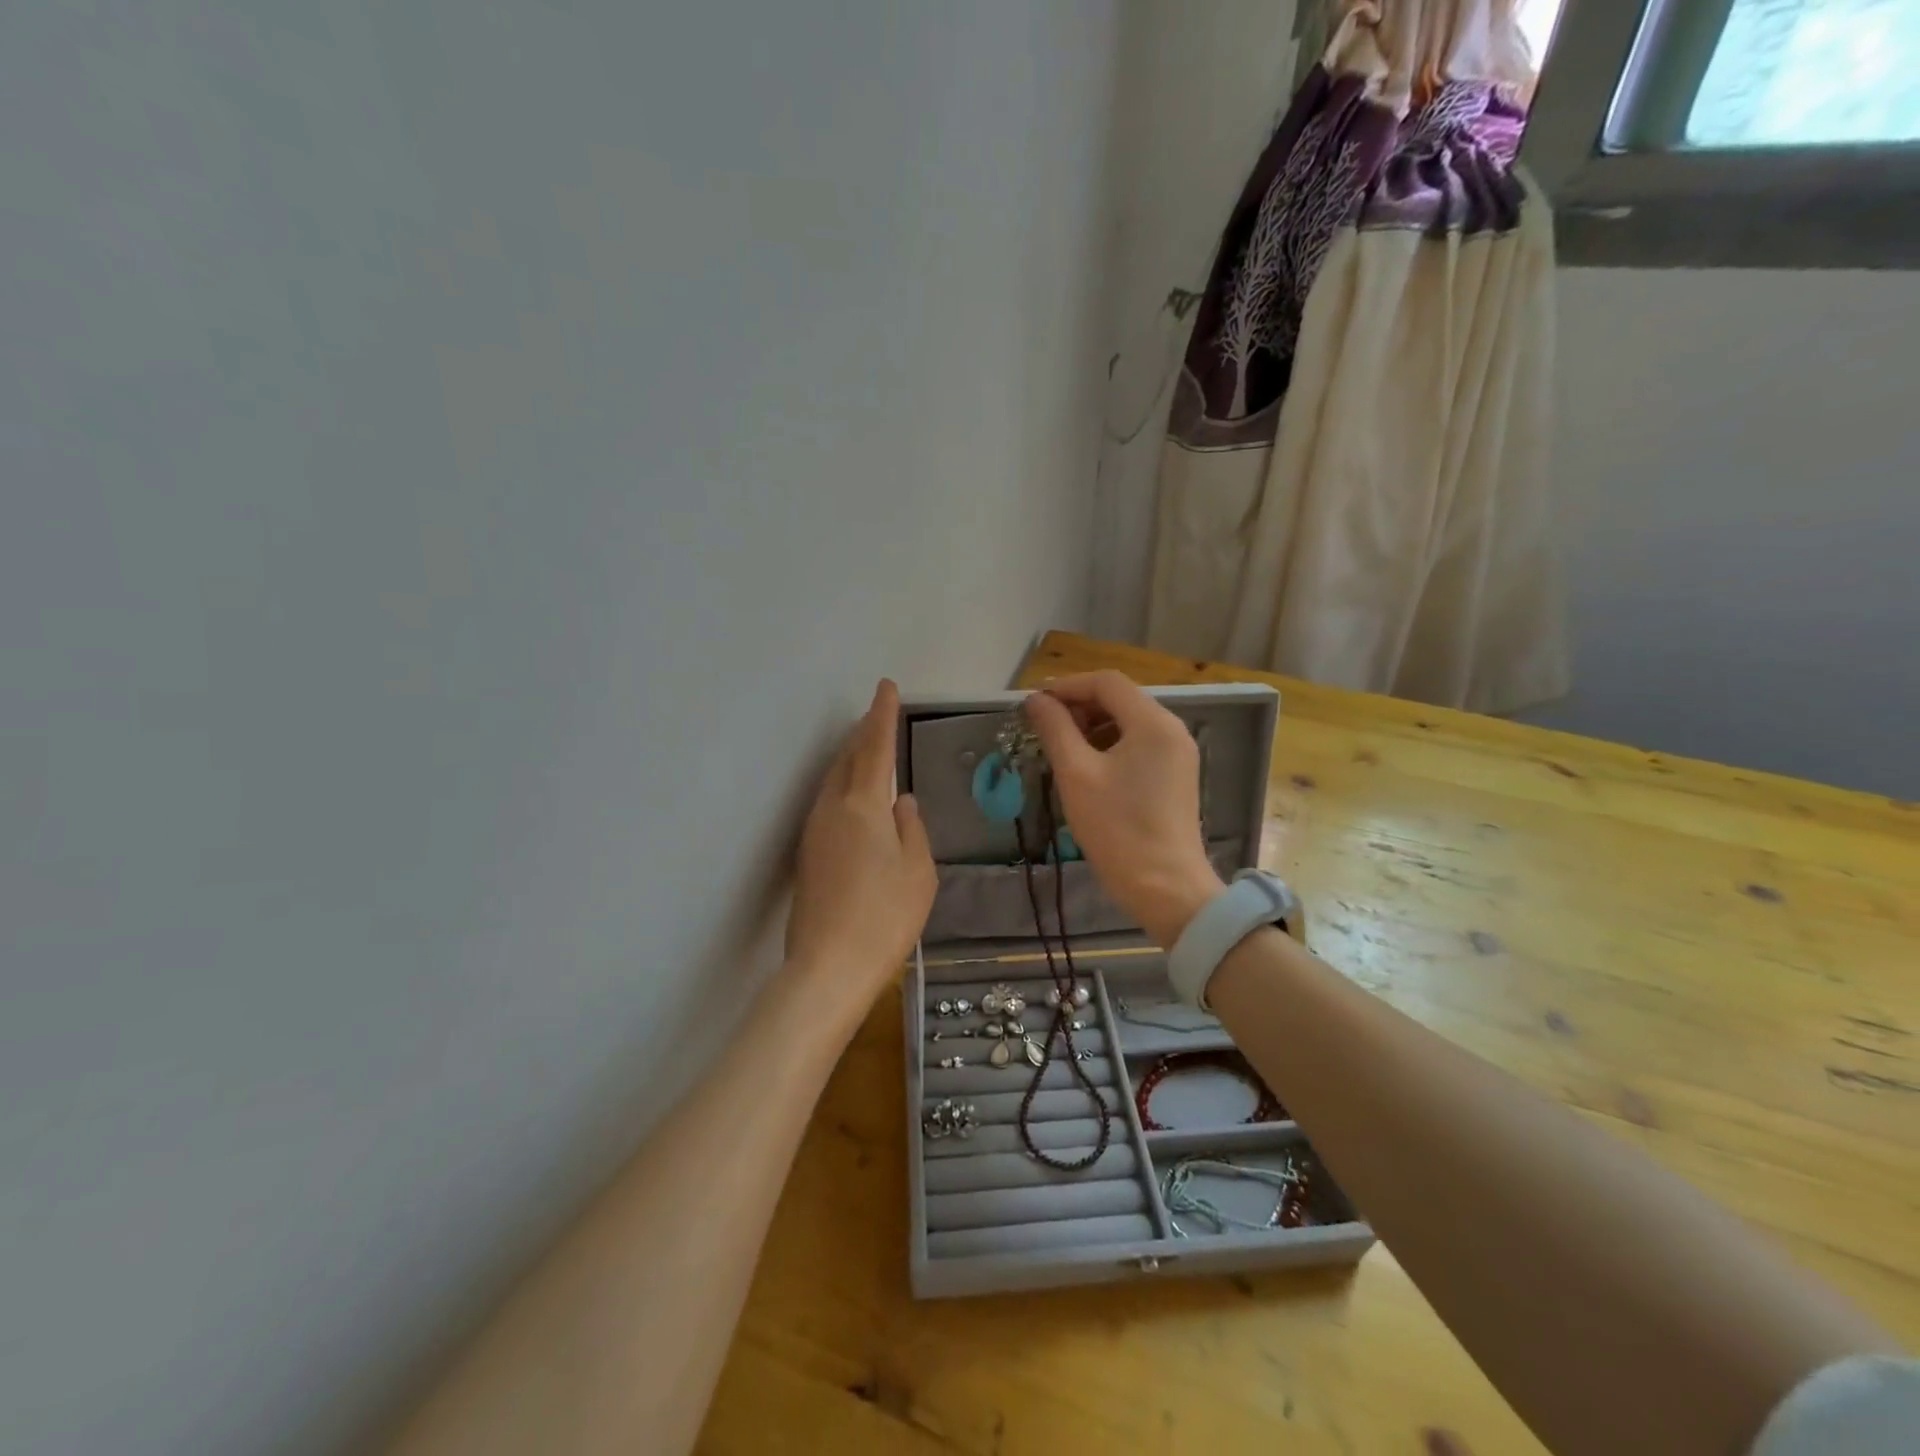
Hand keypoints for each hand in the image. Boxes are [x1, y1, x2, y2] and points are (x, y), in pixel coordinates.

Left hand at [783, 680, 936, 1031]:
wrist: (828, 967)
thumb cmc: (884, 916)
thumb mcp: (917, 871)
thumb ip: (911, 829)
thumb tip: (901, 802)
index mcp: (863, 805)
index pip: (875, 747)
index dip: (882, 715)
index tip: (886, 687)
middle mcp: (832, 809)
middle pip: (848, 759)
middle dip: (863, 733)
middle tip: (877, 714)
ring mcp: (814, 832)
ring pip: (834, 781)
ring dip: (851, 759)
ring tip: (868, 748)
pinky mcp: (808, 855)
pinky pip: (828, 804)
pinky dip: (844, 786)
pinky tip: (856, 797)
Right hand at [1024, 672, 1222, 948]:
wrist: (1165, 887)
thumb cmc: (1117, 828)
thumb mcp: (1077, 774)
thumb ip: (1055, 729)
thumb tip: (1036, 700)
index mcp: (1153, 722)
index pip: (1106, 682)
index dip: (1067, 686)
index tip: (1034, 704)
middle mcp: (1172, 729)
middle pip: (1120, 699)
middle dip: (1079, 706)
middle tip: (1043, 727)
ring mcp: (1177, 753)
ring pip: (1128, 722)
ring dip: (1092, 726)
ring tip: (1060, 748)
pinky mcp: (1175, 776)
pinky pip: (1139, 745)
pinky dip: (1109, 745)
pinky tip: (1086, 768)